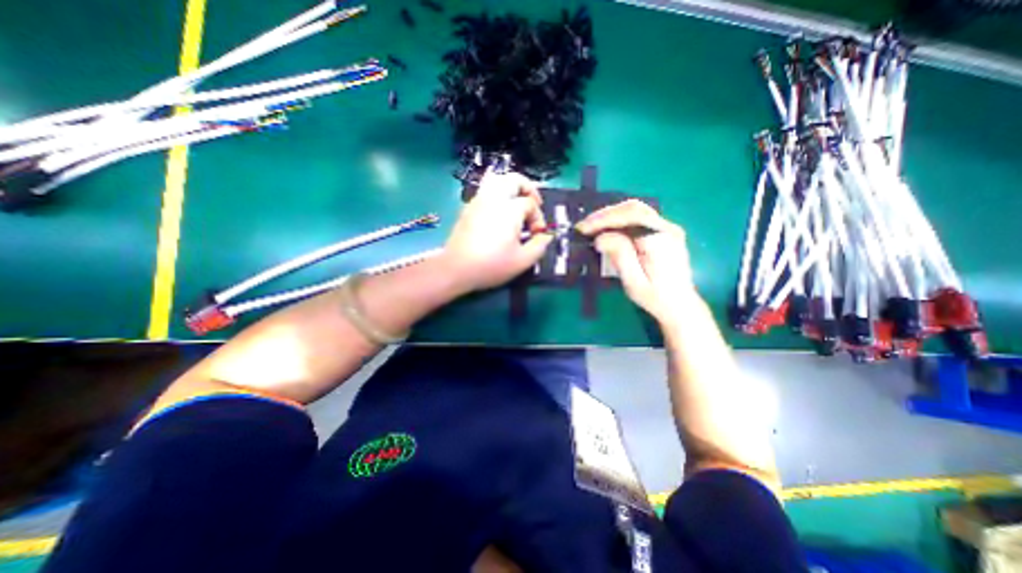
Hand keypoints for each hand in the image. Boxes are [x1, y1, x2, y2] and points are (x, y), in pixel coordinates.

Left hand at [436, 170, 549, 295]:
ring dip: (511, 188)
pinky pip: (485, 191)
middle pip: (514, 179)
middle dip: (528, 189)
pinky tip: (499, 213)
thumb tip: (546, 236)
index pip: (530, 204)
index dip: (538, 218)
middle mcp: (493, 198)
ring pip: (496, 180)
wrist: (456, 269)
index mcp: (509, 209)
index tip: (537, 234)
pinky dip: (497, 195)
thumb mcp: (523, 261)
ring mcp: (478, 201)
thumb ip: (540, 246)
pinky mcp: (468, 208)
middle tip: (533, 204)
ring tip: (516, 203)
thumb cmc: (491, 265)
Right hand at [579, 198, 698, 325]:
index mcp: (661, 240)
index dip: (604, 219)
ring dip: (611, 215)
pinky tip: (607, 228)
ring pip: (635, 210)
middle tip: (584, 226)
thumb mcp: (634, 282)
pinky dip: (619, 219)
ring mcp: (667, 227)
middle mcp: (667, 228)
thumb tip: (601, 237)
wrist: (680, 305)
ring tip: (591, 226)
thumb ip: (620, 256)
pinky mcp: (663, 231)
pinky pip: (638, 217)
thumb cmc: (655, 297)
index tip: (583, 228)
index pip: (631, 217)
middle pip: (633, 208)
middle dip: (605, 215)